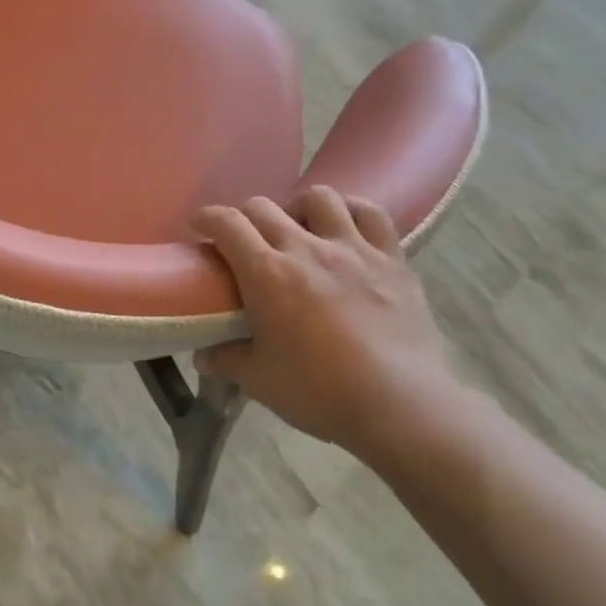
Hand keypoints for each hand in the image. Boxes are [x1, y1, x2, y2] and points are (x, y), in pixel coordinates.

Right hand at [194, 186, 464, 462]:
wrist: (403, 408)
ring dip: (298, 208)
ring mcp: (353, 249)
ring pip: (319, 197)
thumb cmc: (322, 393)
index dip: (207, 219)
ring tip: (298, 230)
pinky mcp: (391, 259)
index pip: (227, 223)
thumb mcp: (259, 381)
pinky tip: (344, 226)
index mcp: (267, 274)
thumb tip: (203, 354)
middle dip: (245, 218)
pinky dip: (351, 211)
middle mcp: (306, 248)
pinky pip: (371, 213)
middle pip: (264, 207)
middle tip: (245, 243)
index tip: (201, 228)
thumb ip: (225, 360)